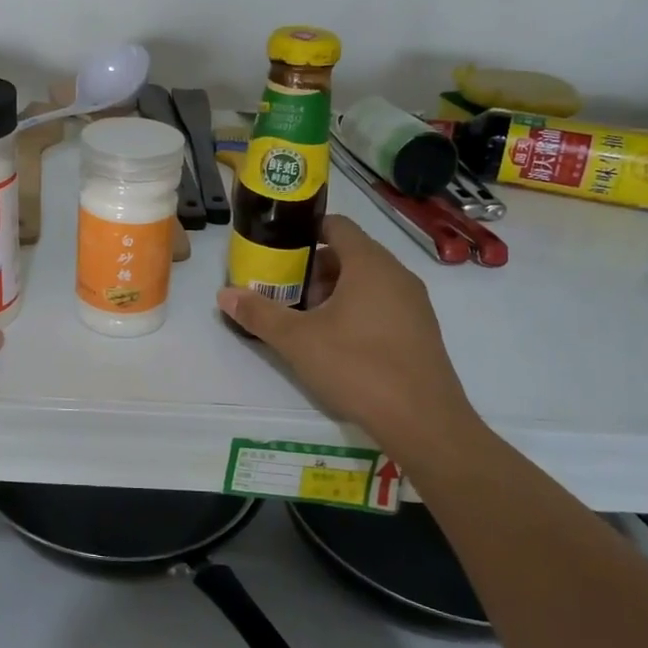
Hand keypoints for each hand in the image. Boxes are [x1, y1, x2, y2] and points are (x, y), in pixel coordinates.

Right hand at [218, 215, 477, 461]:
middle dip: (314, 268)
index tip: (279, 249)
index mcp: (369, 264)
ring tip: (307, 320)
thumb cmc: (357, 367)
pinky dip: (358, 310)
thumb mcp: (297, 340)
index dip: (306, 231)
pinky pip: (384, 304)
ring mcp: (414, 304)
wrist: (424, 422)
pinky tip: (338, 343)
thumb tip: (224, 293)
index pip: (337, 225)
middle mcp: (397, 275)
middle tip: (285, 291)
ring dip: (335, 291)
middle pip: (350, 254)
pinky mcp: (422, 331)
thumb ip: (259, 313)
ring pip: (368, 281)